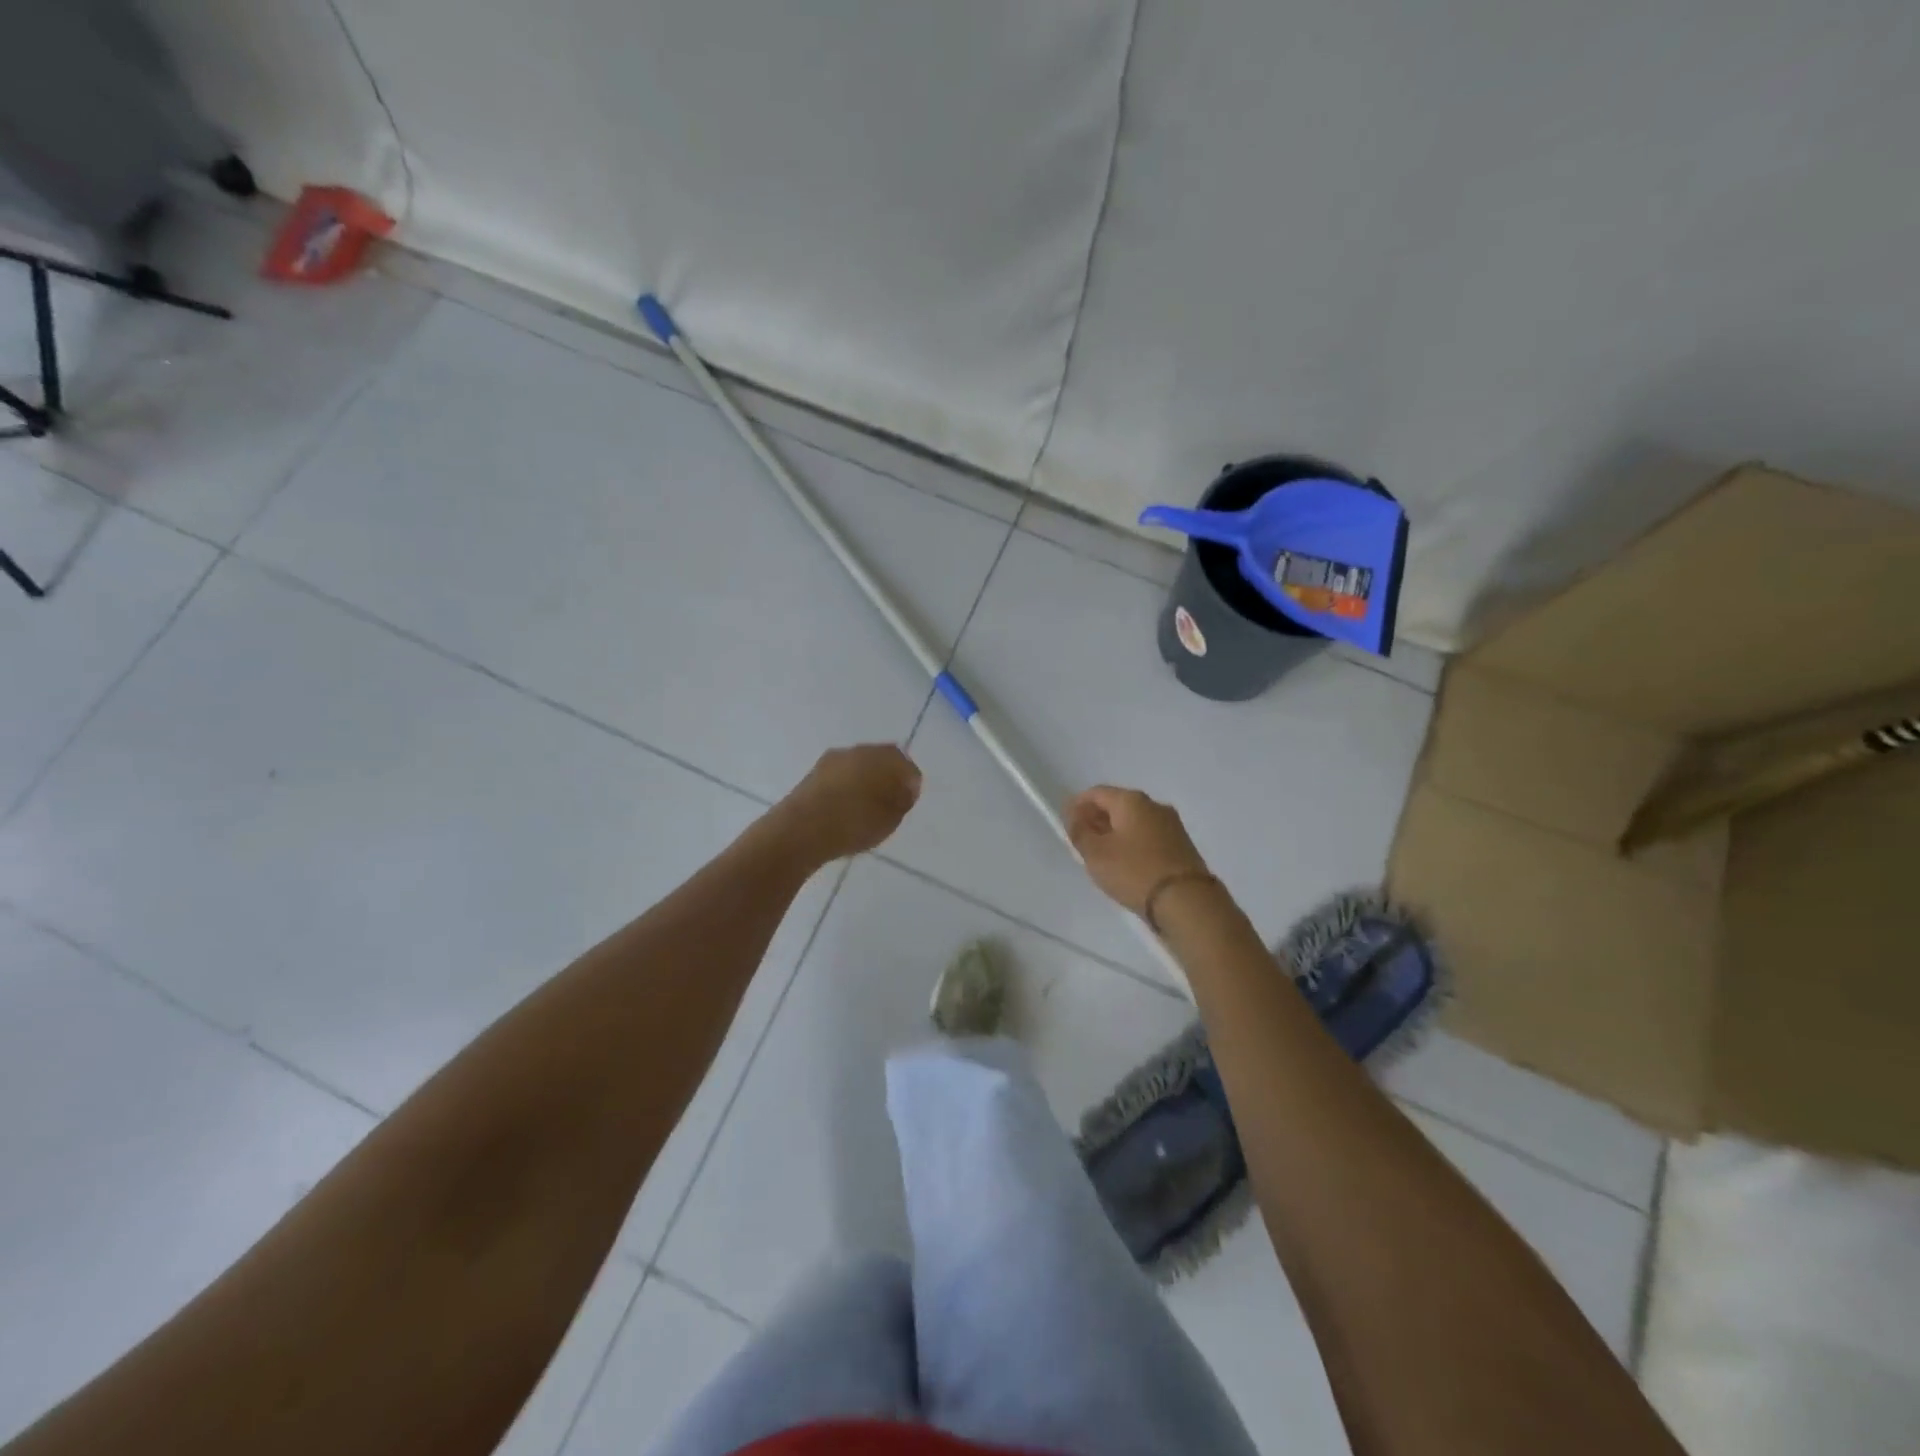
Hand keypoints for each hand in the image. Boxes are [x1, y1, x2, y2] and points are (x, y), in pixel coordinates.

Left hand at [775, 744, 922, 862]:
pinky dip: (847, 789)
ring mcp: (830, 761)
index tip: (909, 800)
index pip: (903, 762)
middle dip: (888, 777)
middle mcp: (855, 751)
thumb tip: (906, 787)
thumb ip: (903, 799)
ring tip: (867, 809)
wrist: (798, 831)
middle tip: (891, 802)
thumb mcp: (890, 818)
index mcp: (879, 756)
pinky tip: (846, 810)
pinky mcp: (811, 776)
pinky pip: (839, 778)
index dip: (910, 781)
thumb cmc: (853, 823)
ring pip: (857, 767)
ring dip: (865, 782)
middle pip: (879, 759)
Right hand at [1066, 785, 1210, 915]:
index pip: (1096, 793)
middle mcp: (1154, 805)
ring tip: (1102, 854)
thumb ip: (1080, 832)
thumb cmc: (1134, 872)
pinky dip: (1133, 843)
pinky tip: (1126, 862)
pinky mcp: (1182, 845)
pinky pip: (1149, 836)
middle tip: (1082, 840)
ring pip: (1134, 821)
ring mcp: (1172, 825)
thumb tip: (1075, 816)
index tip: (1067, 823)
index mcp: (1131, 800)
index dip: (1078, 805)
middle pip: (1117, 805)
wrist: (1187, 901)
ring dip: (1115, 832)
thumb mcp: (1096, 854)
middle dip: (1097, 819)